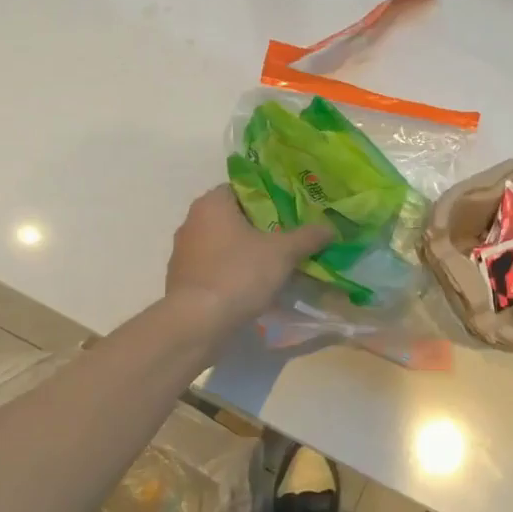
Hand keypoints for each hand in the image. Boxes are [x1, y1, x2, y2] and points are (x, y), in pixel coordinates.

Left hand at [165, 186, 331, 332]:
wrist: (197, 323)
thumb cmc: (238, 274)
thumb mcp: (282, 253)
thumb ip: (307, 237)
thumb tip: (329, 228)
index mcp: (212, 204)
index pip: (243, 188)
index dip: (269, 197)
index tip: (292, 210)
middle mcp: (192, 222)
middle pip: (235, 217)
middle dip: (261, 227)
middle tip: (290, 237)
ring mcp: (184, 253)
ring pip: (224, 244)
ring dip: (247, 252)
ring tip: (276, 264)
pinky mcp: (183, 281)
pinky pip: (215, 268)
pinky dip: (233, 273)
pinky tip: (253, 288)